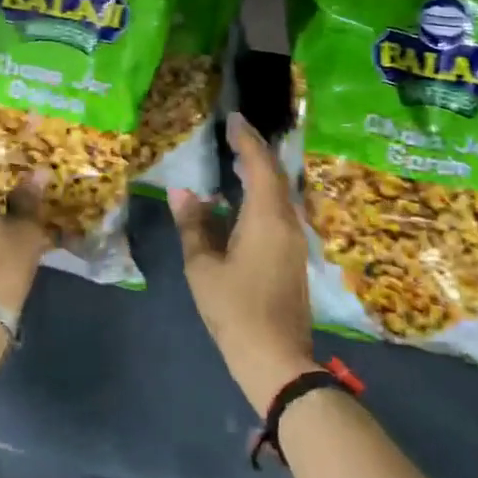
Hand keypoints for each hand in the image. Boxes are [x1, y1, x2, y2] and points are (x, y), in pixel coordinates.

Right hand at [169, 112, 316, 415]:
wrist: (277, 359)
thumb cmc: (235, 309)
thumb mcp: (203, 267)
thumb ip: (193, 225)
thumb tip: (182, 192)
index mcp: (266, 217)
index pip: (259, 164)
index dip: (246, 139)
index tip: (234, 118)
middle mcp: (287, 221)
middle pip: (275, 175)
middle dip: (256, 152)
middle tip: (233, 134)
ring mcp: (295, 240)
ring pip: (280, 193)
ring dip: (261, 173)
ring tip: (237, 160)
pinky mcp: (293, 255)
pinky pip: (280, 209)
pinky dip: (263, 194)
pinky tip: (245, 200)